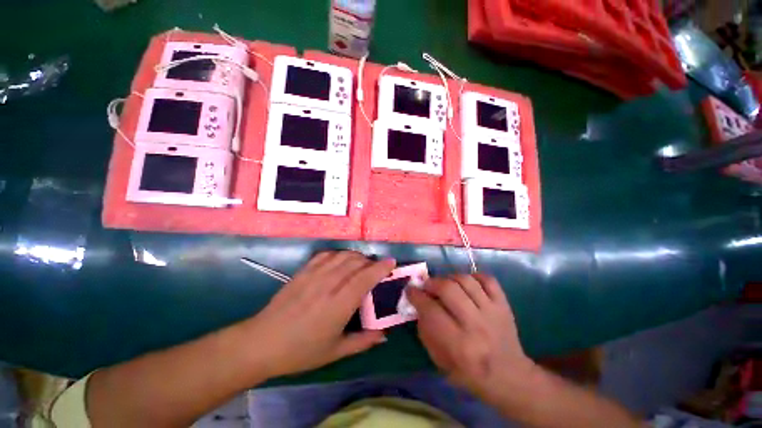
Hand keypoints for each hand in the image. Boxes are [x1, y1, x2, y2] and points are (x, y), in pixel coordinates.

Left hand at [242, 251, 394, 378]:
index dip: (381, 267)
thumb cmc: (301, 351)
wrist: (262, 342)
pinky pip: (326, 254)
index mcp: (339, 304)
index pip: (365, 277)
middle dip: (371, 261)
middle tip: (377, 269)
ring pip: (342, 255)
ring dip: (356, 256)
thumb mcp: (335, 351)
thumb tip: (383, 335)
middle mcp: (329, 284)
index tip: (391, 262)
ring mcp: (314, 274)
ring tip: (361, 264)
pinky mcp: (303, 271)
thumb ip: (363, 341)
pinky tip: (340, 261)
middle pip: (356, 262)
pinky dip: (338, 254)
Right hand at [407, 274, 534, 398]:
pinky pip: (487, 279)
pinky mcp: (504, 305)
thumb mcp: (440, 360)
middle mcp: (476, 325)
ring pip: (466, 280)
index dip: (416, 296)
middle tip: (426, 286)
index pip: (431, 310)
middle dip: (431, 283)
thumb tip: (419, 304)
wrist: (510, 376)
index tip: (410, 290)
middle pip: (448, 289)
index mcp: (459, 345)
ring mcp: (493, 312)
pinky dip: (473, 276)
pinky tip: (466, 283)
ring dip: (449, 277)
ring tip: (444, 284)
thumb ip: (426, 330)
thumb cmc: (470, 373)